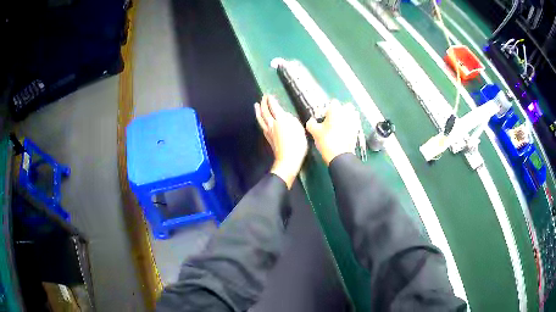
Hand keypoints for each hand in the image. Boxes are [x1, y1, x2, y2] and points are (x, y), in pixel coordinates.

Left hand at [255, 95, 307, 188]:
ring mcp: (268, 131)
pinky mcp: (268, 137)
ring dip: (258, 111)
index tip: (269, 95)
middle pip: (265, 111)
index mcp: (280, 119)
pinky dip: (260, 119)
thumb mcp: (299, 128)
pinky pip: (261, 125)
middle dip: (263, 103)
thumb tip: (284, 115)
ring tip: (256, 105)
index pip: (274, 106)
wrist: (288, 160)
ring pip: (261, 118)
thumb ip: (291, 119)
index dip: (271, 100)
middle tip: (263, 97)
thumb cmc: (297, 144)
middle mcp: (272, 123)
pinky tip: (260, 119)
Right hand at [306, 100, 359, 165]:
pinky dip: (351, 125)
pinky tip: (345, 132)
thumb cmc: (326, 140)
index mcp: (336, 110)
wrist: (340, 156)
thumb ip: (311, 123)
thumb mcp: (314, 132)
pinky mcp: (357, 130)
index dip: (327, 109)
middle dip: (341, 111)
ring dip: (347, 117)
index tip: (323, 117)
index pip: (333, 102)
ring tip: (340, 126)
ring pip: (352, 114)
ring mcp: (354, 121)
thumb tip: (311, 121)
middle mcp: (347, 113)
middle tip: (333, 120)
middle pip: (346, 106)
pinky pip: (355, 123)